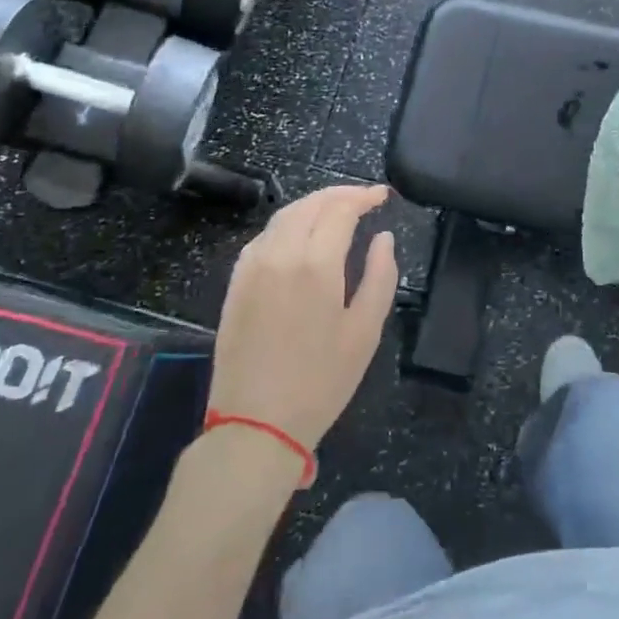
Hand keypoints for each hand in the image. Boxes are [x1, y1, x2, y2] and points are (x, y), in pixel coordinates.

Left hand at [207, 184, 397, 452]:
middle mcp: (280, 254)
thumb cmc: (322, 381)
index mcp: (316, 263)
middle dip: (339, 194)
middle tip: (363, 198)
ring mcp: (252, 266)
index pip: (340, 209)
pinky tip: (300, 237)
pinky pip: (263, 238)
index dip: (363, 196)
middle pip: (310, 204)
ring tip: (336, 211)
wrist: (256, 423)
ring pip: (283, 217)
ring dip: (312, 205)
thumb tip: (383, 238)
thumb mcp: (365, 332)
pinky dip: (287, 225)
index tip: (382, 195)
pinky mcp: (235, 283)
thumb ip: (380, 276)